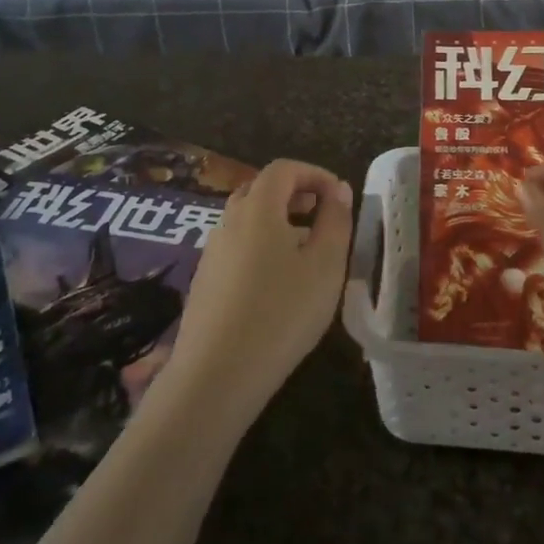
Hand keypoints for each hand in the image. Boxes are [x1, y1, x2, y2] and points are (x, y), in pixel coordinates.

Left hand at [165, 160, 353, 423]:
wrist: (217, 374)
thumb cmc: (282, 313)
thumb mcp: (325, 266)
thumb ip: (335, 221)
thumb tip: (337, 189)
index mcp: (258, 209)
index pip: (283, 169)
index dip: (313, 173)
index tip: (338, 195)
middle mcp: (229, 220)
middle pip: (260, 189)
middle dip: (294, 194)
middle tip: (322, 214)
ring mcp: (211, 251)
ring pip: (246, 219)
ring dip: (277, 221)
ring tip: (305, 250)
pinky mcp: (204, 280)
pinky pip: (236, 246)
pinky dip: (260, 245)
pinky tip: (276, 282)